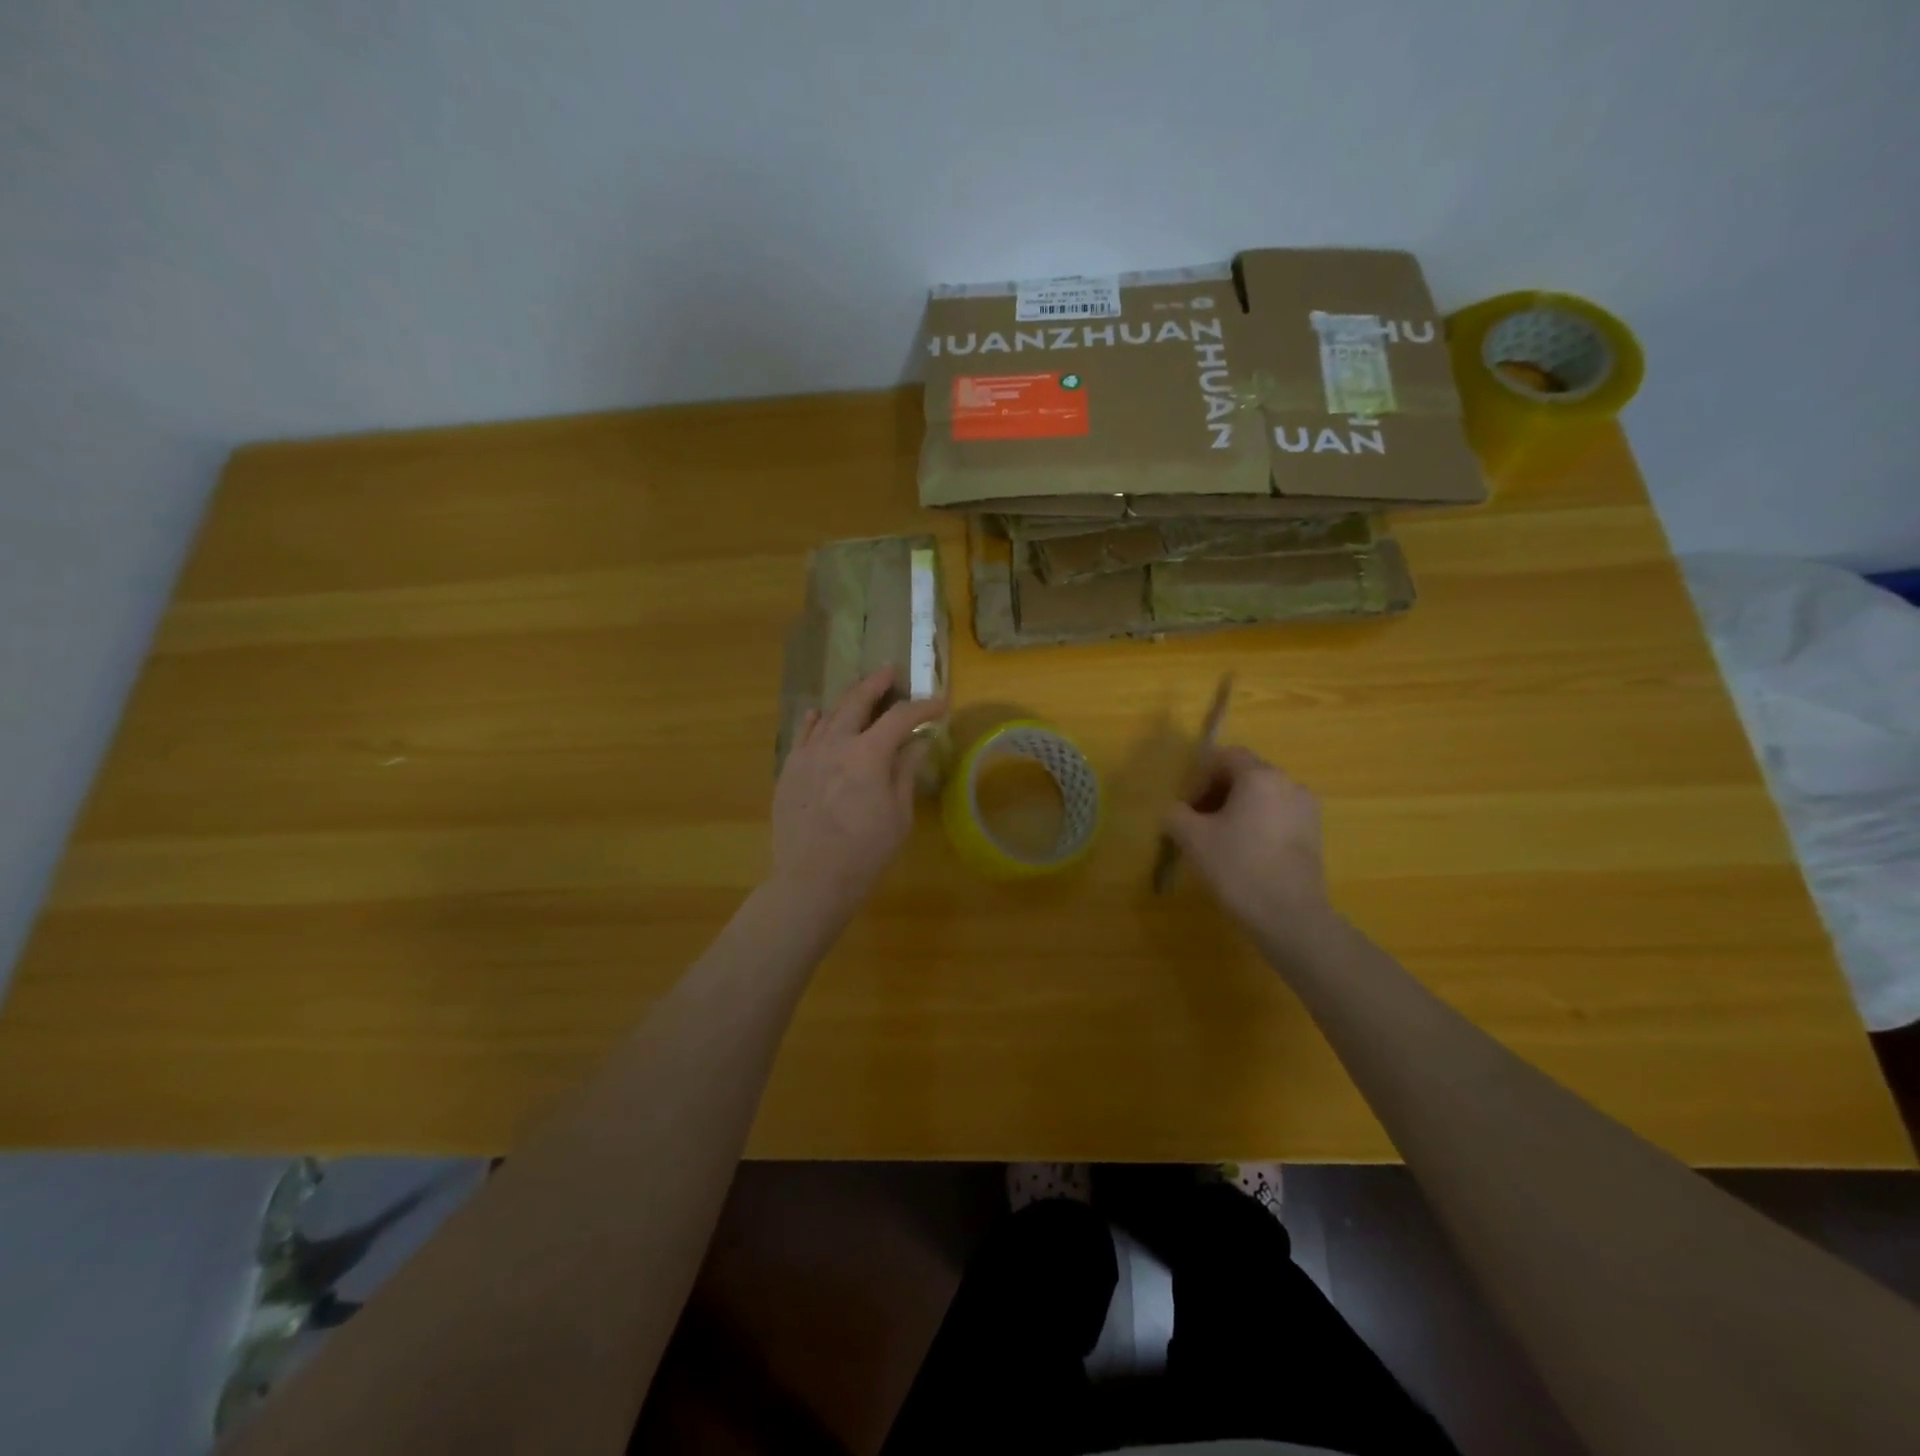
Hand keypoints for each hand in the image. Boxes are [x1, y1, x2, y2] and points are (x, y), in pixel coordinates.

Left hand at [770, 668, 944, 922]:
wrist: (811, 878)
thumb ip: (905, 771)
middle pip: (857, 702)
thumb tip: (918, 742)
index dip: (923, 707)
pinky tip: (819, 714)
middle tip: (890, 672)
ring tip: (860, 690)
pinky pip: (802, 735)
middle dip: (877, 684)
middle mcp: (835, 744)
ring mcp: (807, 755)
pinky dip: (815, 720)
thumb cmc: (866, 851)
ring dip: (848, 698)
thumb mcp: (898, 814)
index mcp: (868, 754)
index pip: (901, 718)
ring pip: (828, 714)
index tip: (941, 705)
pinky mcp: (790, 770)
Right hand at [1164, 746, 1332, 942]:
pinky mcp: (1314, 835)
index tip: (1187, 806)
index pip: (1226, 756)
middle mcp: (1288, 784)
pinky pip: (1278, 816)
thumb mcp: (1191, 838)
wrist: (1289, 916)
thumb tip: (1174, 811)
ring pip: (1262, 797)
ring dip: (1236, 810)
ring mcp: (1306, 809)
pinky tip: (1244, 854)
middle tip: (1196, 823)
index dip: (1200, 776)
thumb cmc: (1237, 867)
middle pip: (1245, 774)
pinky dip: (1257, 825)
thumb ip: (1175, 814)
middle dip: (1216, 793)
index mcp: (1260, 777)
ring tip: (1218, 841)